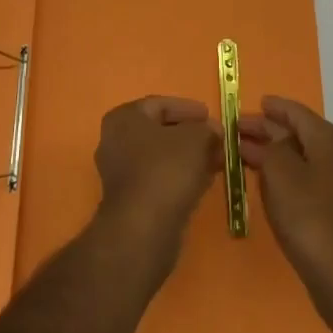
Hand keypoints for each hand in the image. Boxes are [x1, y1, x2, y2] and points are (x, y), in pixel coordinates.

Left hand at [94, 96, 219, 263]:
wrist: (144, 228)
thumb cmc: (166, 170)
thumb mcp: (195, 139)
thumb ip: (206, 129)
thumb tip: (213, 131)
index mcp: (124, 118)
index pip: (160, 104)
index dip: (188, 108)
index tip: (211, 115)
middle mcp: (115, 141)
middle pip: (160, 131)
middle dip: (191, 135)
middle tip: (217, 139)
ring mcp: (120, 172)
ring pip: (161, 157)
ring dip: (189, 157)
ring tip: (216, 160)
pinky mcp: (130, 199)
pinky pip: (159, 178)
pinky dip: (181, 176)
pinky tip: (204, 181)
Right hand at [238, 96, 332, 303]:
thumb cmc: (309, 217)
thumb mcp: (280, 173)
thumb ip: (269, 147)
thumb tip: (267, 140)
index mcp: (330, 140)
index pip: (297, 112)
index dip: (272, 107)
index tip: (251, 104)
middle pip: (300, 133)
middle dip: (268, 131)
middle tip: (238, 132)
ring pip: (304, 156)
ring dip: (275, 153)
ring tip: (246, 155)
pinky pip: (309, 177)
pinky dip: (287, 173)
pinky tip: (268, 182)